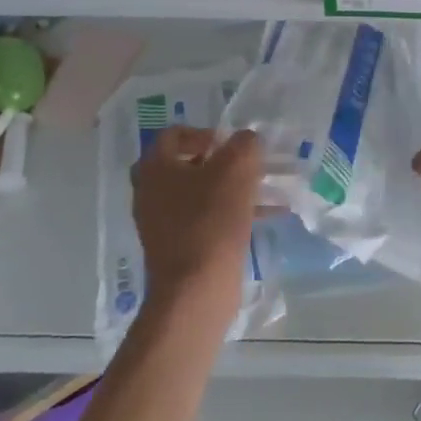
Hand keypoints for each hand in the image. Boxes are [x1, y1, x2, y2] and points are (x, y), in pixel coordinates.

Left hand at [131, 127, 261, 316]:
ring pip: (201, 193)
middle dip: (221, 161)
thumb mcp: (236, 169)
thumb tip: (247, 140)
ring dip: (233, 187)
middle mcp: (151, 193)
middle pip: (187, 164)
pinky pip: (207, 219)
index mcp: (154, 168)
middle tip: (246, 164)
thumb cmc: (211, 219)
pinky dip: (233, 212)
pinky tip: (269, 214)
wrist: (196, 289)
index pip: (173, 134)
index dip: (205, 132)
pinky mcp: (179, 247)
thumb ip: (244, 144)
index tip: (231, 143)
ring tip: (268, 188)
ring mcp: (163, 223)